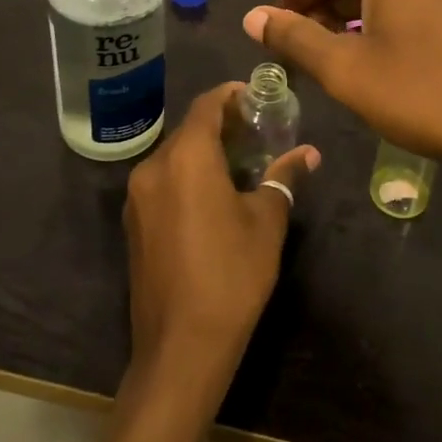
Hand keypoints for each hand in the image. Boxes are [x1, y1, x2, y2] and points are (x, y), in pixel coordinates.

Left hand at [124, 84, 319, 390]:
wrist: (181, 346)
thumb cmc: (232, 274)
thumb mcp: (267, 222)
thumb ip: (283, 177)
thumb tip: (308, 153)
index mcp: (186, 157)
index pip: (206, 105)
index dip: (231, 95)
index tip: (257, 97)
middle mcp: (154, 166)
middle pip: (189, 130)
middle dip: (221, 125)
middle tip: (257, 132)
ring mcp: (137, 196)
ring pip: (174, 156)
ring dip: (204, 152)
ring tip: (240, 163)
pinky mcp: (133, 223)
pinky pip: (162, 182)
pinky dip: (187, 176)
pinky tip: (213, 196)